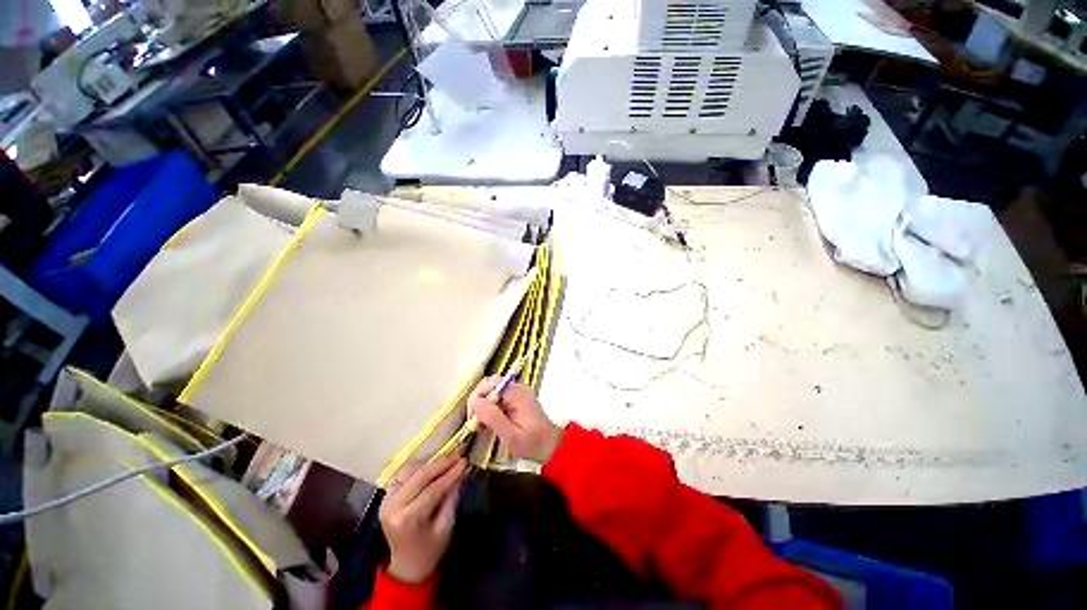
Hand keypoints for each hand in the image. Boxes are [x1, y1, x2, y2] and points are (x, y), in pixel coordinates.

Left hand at [379, 455, 466, 583]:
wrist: (407, 564)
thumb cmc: (430, 549)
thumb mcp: (446, 526)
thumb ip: (452, 498)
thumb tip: (460, 473)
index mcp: (407, 519)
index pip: (432, 489)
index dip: (450, 474)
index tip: (465, 462)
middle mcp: (393, 507)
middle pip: (420, 476)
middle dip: (442, 464)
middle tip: (459, 455)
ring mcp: (386, 501)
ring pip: (410, 471)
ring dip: (430, 464)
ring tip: (448, 460)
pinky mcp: (386, 496)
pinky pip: (403, 474)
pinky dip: (418, 468)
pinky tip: (432, 467)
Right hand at [468, 378, 563, 462]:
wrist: (552, 446)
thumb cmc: (533, 443)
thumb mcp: (511, 435)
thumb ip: (493, 417)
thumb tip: (475, 402)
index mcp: (516, 393)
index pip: (489, 383)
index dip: (477, 398)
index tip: (473, 418)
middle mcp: (517, 388)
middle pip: (489, 385)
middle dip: (479, 401)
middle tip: (475, 422)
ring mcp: (517, 392)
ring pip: (492, 391)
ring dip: (484, 405)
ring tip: (481, 424)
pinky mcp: (517, 399)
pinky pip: (498, 397)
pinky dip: (491, 408)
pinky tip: (490, 422)